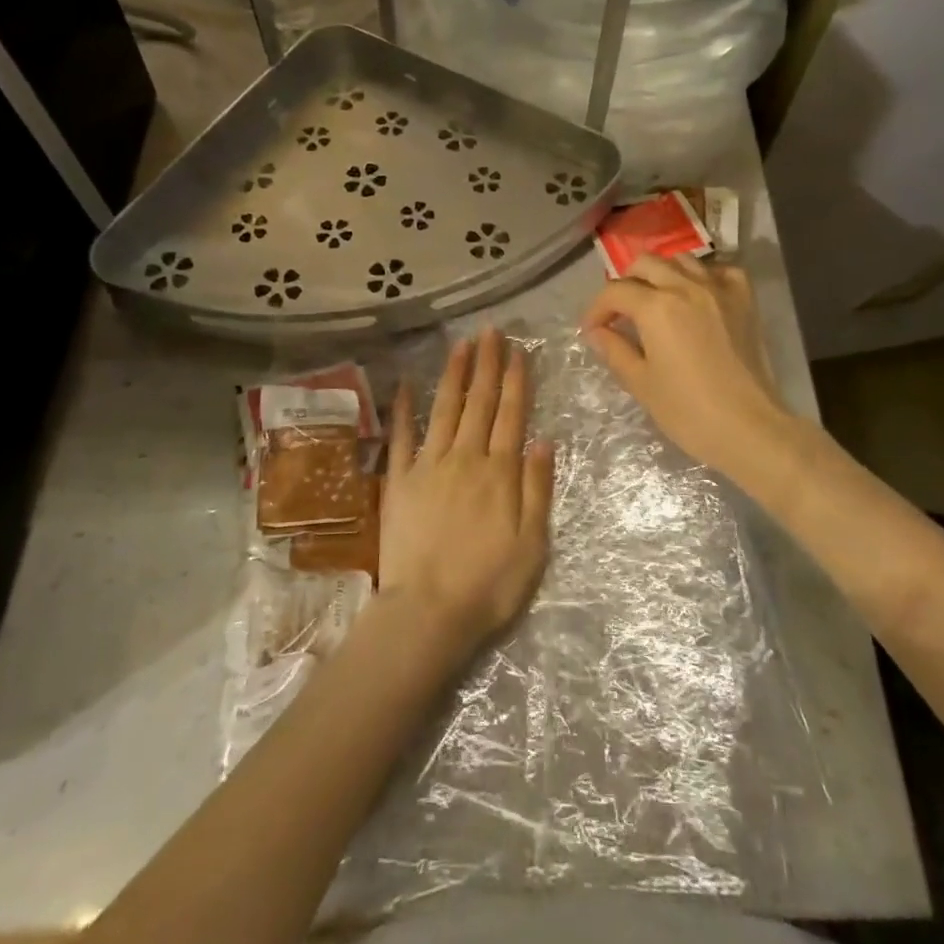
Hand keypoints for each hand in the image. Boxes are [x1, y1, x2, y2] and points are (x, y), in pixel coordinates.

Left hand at [380, 328, 554, 655]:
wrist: (428, 612)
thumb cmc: (489, 584)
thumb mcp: (532, 543)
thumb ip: (537, 488)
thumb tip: (544, 439)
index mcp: (500, 473)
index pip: (512, 415)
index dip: (516, 381)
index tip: (518, 351)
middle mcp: (465, 458)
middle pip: (479, 403)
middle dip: (487, 365)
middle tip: (490, 331)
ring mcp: (428, 466)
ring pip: (445, 410)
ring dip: (454, 375)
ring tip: (461, 345)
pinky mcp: (399, 482)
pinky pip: (401, 437)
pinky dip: (404, 409)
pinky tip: (406, 384)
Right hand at [582, 256, 790, 481]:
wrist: (750, 428)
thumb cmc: (688, 411)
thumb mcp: (641, 383)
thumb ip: (614, 350)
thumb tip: (596, 332)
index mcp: (656, 307)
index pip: (615, 292)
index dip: (596, 310)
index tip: (592, 330)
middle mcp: (686, 286)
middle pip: (645, 264)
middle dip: (625, 284)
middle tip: (621, 314)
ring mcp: (719, 289)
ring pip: (681, 260)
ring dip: (662, 275)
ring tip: (656, 301)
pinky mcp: (745, 300)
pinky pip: (720, 270)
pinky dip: (703, 276)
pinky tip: (697, 296)